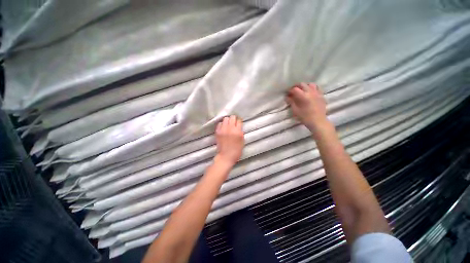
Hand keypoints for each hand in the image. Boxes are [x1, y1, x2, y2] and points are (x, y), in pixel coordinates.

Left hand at [215, 115, 244, 166]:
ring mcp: (223, 130)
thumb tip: (239, 126)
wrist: (226, 156)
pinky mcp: (217, 132)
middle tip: (234, 123)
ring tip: (228, 125)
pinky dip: (222, 124)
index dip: (239, 121)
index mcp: (238, 131)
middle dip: (234, 119)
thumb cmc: (236, 150)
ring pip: (225, 119)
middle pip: (232, 117)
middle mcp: (230, 129)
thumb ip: (240, 131)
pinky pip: (219, 124)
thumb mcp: (242, 140)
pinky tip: (223, 128)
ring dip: (227, 121)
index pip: (239, 120)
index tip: (239, 123)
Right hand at [286, 83, 330, 136]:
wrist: (318, 121)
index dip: (290, 90)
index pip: (295, 89)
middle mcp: (311, 92)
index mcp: (303, 96)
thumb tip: (287, 97)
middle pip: (302, 84)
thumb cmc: (305, 117)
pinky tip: (310, 93)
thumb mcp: (295, 110)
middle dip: (296, 86)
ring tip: (302, 91)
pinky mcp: (321, 95)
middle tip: (293, 91)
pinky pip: (317, 88)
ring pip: (310, 84)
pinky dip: (312, 88)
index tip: (287, 94)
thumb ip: (291, 102)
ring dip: (305, 86)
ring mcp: (317, 93)